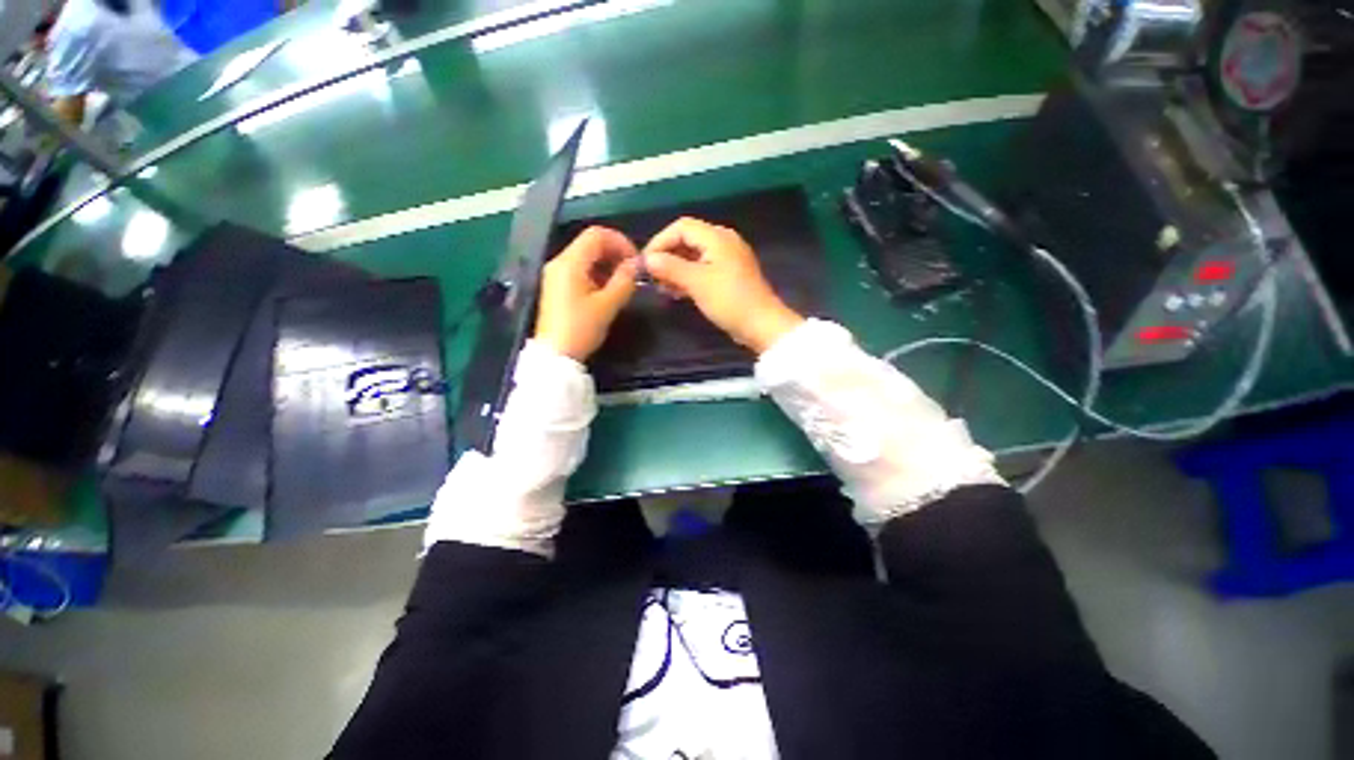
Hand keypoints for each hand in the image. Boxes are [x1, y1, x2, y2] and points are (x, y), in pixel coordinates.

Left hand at [535, 226, 639, 360]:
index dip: (620, 242)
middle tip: (632, 273)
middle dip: (615, 253)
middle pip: (590, 244)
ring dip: (607, 265)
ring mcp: (555, 274)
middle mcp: (559, 262)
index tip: (636, 261)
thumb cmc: (581, 329)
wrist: (555, 355)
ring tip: (623, 283)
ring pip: (585, 257)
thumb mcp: (607, 305)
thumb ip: (624, 280)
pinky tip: (607, 290)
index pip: (597, 235)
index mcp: (570, 263)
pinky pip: (579, 270)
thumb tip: (636, 265)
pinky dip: (596, 274)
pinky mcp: (556, 287)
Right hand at [642, 218, 803, 353]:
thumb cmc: (729, 300)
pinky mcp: (730, 276)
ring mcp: (728, 259)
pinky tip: (678, 292)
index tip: (646, 263)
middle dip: (667, 256)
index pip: (681, 227)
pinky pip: (703, 269)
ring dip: (676, 268)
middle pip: (687, 240)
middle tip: (652, 277)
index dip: (660, 241)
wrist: (761, 324)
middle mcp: (723, 242)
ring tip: (662, 287)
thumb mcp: (697, 282)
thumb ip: (670, 267)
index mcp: (717, 237)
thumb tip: (647, 259)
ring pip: (694, 256)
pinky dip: (688, 277)